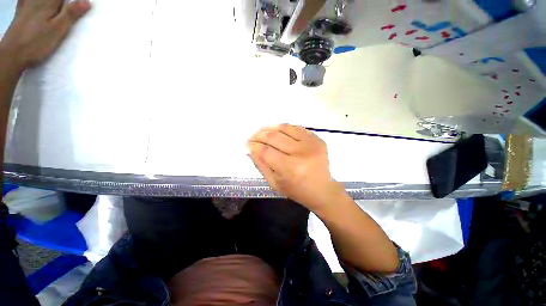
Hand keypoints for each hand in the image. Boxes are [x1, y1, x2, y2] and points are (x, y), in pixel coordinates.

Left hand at [0, 0, 90, 72]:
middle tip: (73, 6)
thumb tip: (86, 2)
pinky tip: (33, 4)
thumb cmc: (36, 43)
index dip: (75, 1)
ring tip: (58, 7)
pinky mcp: (21, 13)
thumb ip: (71, 14)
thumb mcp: (57, 30)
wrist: (12, 54)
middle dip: (65, 2)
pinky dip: (29, 2)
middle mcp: (37, 0)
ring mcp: (27, 5)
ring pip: (41, 0)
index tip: (82, 4)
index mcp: (49, 2)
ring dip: (52, 3)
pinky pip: (25, 1)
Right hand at [247, 124, 345, 210]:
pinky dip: (284, 128)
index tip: (247, 144)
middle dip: (259, 135)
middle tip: (252, 137)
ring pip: (284, 128)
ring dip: (269, 128)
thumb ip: (261, 165)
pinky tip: (277, 131)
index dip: (254, 146)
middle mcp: (301, 153)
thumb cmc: (297, 190)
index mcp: (290, 168)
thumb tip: (250, 149)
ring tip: (262, 131)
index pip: (266, 151)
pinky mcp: (317, 139)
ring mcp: (311, 143)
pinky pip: (296, 127)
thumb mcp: (274, 183)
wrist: (323, 190)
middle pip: (274, 137)